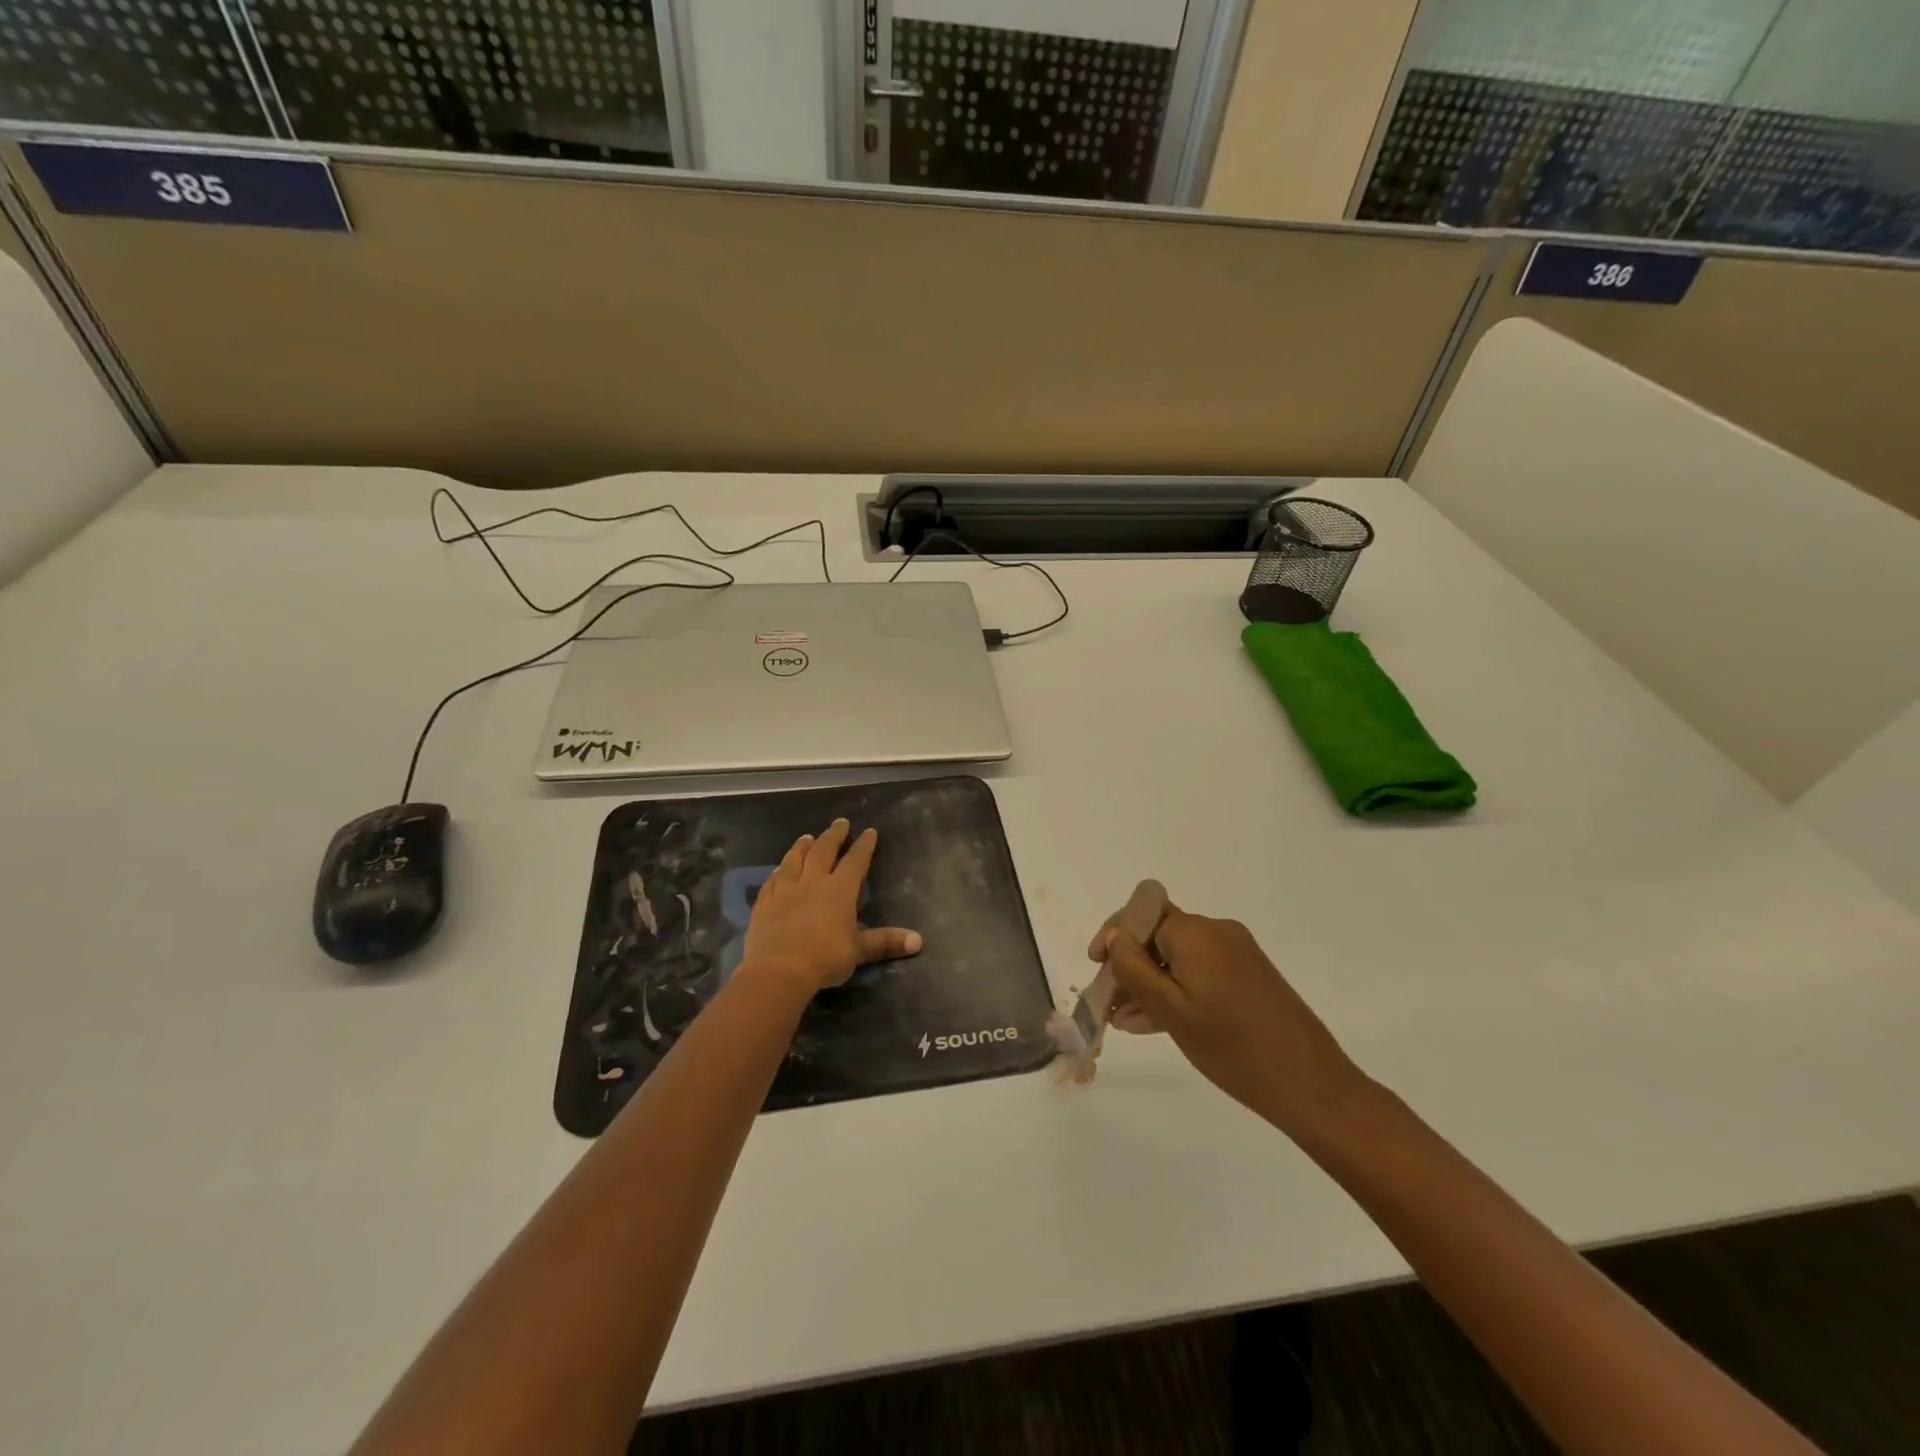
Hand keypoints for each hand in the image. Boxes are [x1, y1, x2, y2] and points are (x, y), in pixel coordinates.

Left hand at [740, 819, 922, 996]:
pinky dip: (777, 872)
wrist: (779, 969)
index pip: (855, 861)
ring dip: (802, 847)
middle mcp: (813, 882)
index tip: (869, 831)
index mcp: (840, 890)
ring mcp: (786, 890)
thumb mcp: (859, 951)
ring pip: (795, 860)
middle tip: (840, 822)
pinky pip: (772, 880)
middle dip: (834, 835)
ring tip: (807, 837)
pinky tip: (778, 870)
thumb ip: (886, 942)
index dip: (864, 845)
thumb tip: (918, 940)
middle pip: (824, 851)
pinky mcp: (765, 902)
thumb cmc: (825, 958)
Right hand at [1101, 904, 1368, 1138]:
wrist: (1311, 1085)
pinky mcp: (1249, 976)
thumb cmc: (1233, 1048)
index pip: (1140, 914)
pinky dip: (1176, 991)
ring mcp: (1236, 954)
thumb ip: (1135, 970)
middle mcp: (1216, 932)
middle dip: (1129, 965)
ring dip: (1149, 983)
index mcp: (1195, 933)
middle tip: (1108, 1003)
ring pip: (1177, 958)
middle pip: (1158, 936)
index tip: (1096, 967)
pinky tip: (1153, 1023)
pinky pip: (1199, 973)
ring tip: (1125, 1022)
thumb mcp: (1172, 1011)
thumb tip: (1115, 937)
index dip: (1114, 936)